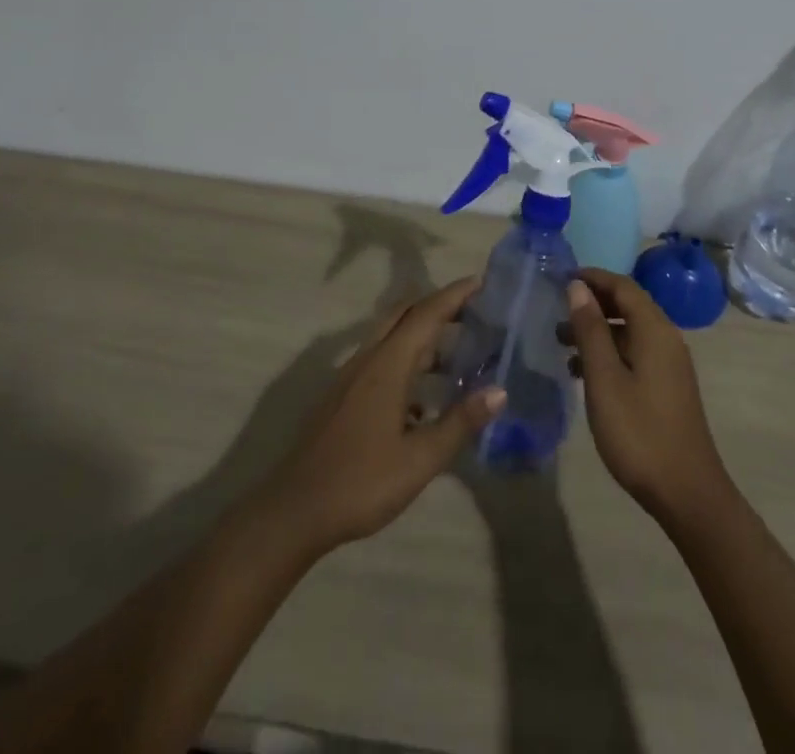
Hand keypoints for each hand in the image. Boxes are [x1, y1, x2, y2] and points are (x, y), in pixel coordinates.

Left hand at [257, 277, 504, 556]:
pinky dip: (407, 362)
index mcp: (388, 364)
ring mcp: (351, 377)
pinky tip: (426, 399)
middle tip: (473, 313)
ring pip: (392, 339)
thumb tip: (500, 391)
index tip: (481, 283)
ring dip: (423, 337)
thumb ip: (460, 422)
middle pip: (405, 315)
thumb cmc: (361, 482)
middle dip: (438, 307)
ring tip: (460, 354)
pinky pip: (381, 361)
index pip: (426, 313)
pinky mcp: (344, 397)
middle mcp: (368, 359)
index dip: (454, 295)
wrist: (294, 511)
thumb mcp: (420, 459)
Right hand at [565, 268, 732, 526]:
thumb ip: (591, 330)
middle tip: (556, 311)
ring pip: (630, 331)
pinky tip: (583, 373)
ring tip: (561, 343)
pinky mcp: (667, 386)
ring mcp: (670, 364)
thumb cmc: (639, 433)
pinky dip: (609, 352)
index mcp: (655, 330)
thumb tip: (578, 287)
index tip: (560, 278)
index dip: (592, 278)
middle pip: (628, 305)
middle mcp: (666, 339)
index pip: (623, 286)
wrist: (687, 493)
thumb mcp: (605, 379)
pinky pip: (635, 353)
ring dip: (598, 330)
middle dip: (592, 304)